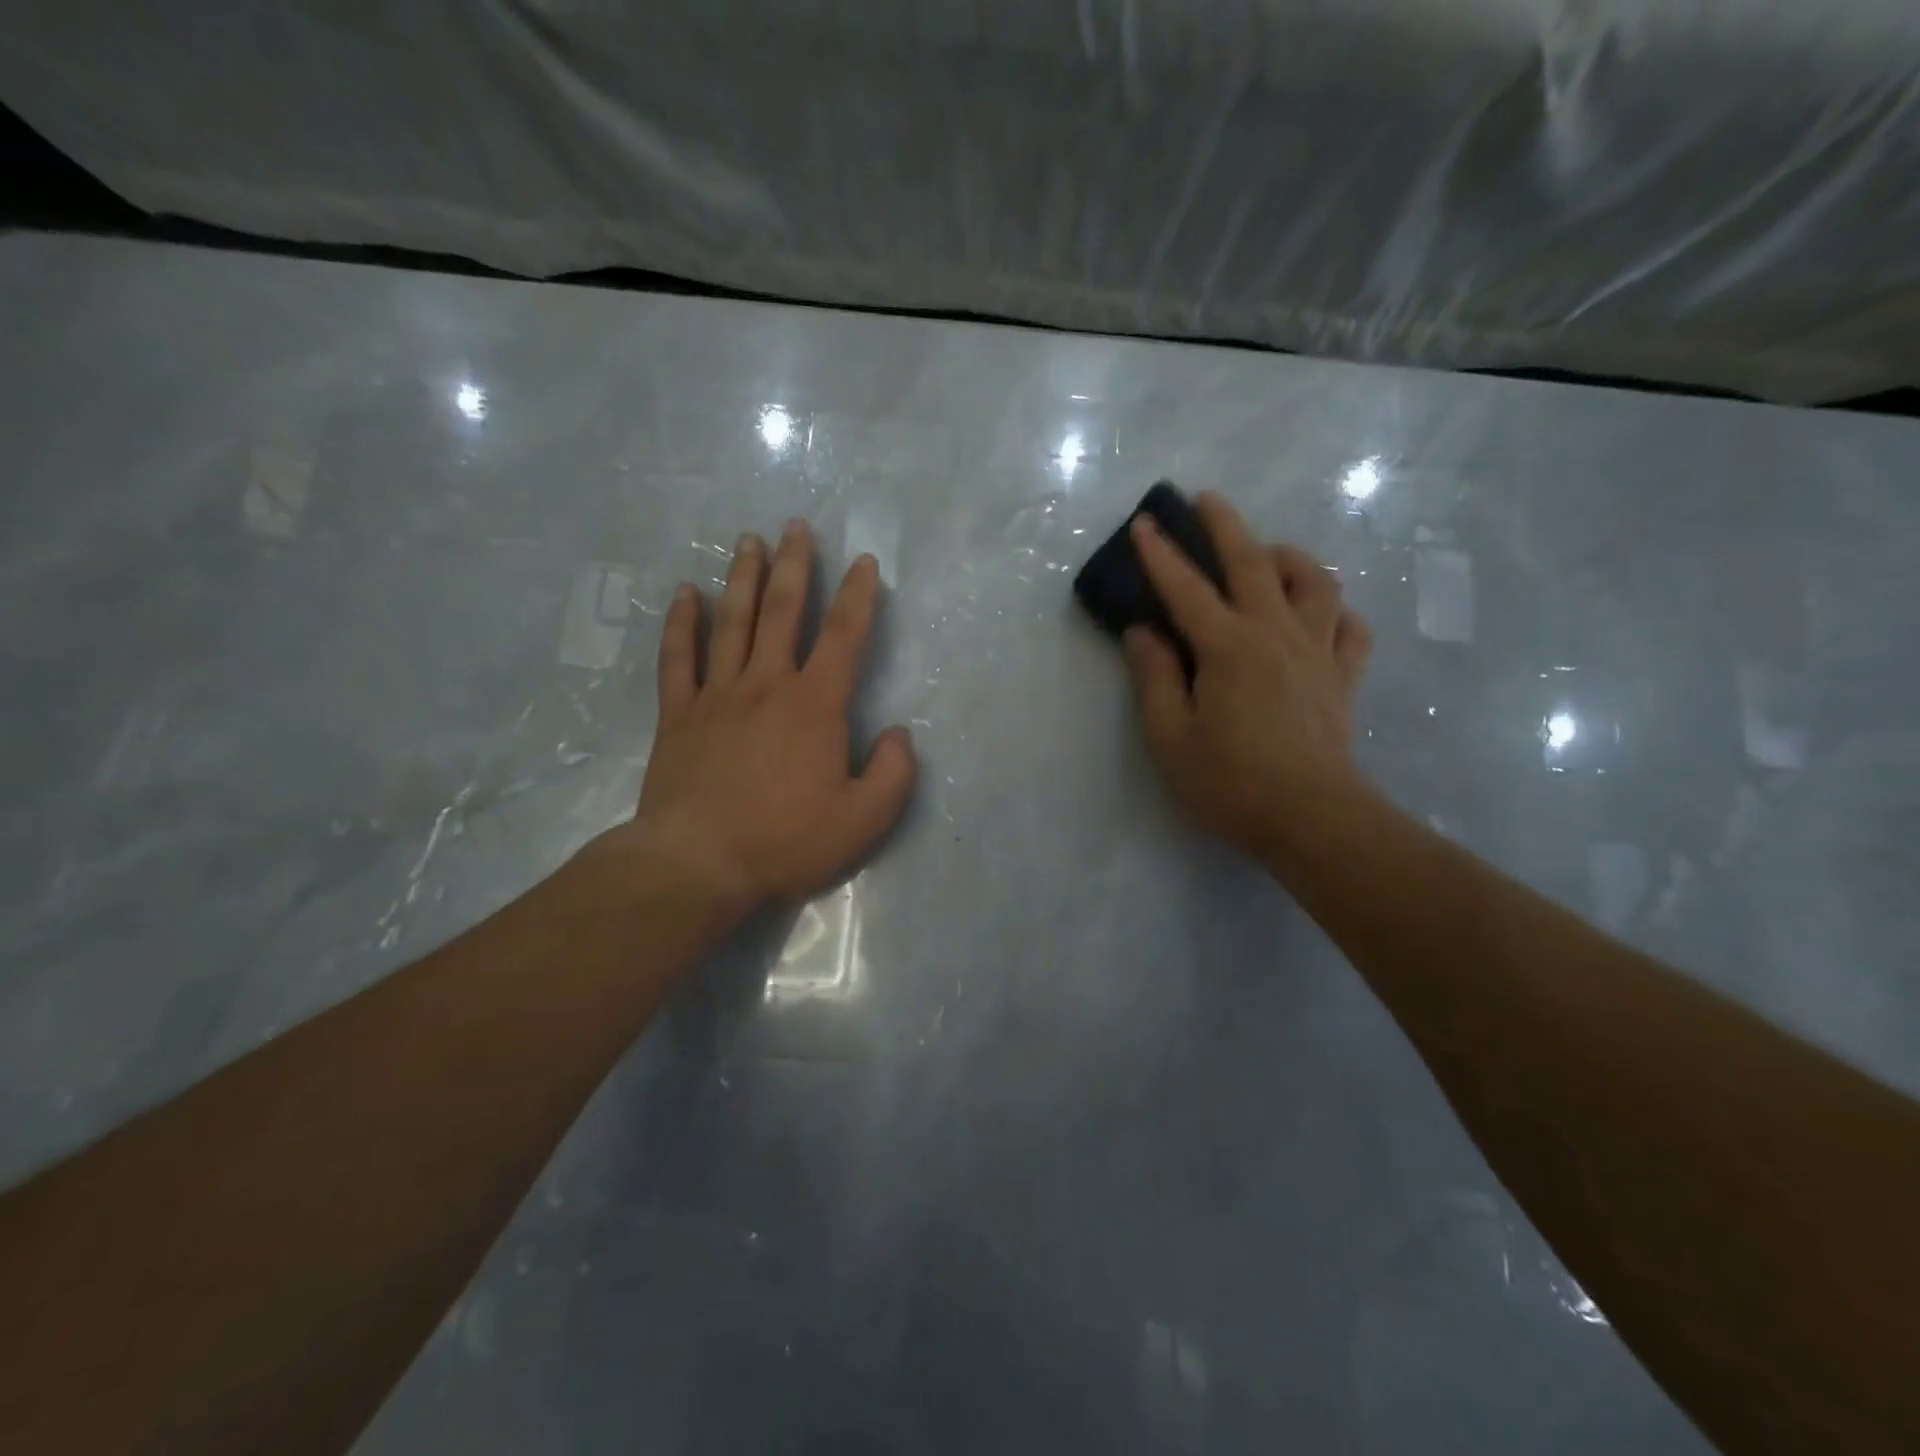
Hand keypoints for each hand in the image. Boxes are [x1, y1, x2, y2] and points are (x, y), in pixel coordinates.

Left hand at [604, 519, 915, 926]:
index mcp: (815, 705)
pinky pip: (678, 657)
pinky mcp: (677, 715)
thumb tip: (898, 735)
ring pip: (731, 622)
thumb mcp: (864, 819)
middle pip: (782, 612)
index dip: (858, 596)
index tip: (864, 562)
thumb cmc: (786, 840)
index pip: (844, 636)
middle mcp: (766, 685)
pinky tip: (685, 593)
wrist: (698, 864)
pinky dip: (681, 622)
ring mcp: (717, 696)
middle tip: (797, 527)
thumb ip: (894, 773)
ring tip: (748, 541)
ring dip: (742, 578)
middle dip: (794, 566)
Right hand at [1122, 492, 1372, 868]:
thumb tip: (1142, 633)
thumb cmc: (1230, 782)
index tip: (1144, 522)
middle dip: (1226, 525)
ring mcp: (1318, 652)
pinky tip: (1318, 615)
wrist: (1312, 819)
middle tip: (1208, 499)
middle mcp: (1276, 634)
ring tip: (1269, 554)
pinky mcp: (1344, 676)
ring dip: (1289, 557)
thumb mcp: (1170, 737)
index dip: (1161, 555)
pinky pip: (1350, 627)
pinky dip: (1335, 610)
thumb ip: (1155, 678)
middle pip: (1253, 563)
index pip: (1186, 589)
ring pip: (1315, 582)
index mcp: (1228, 648)